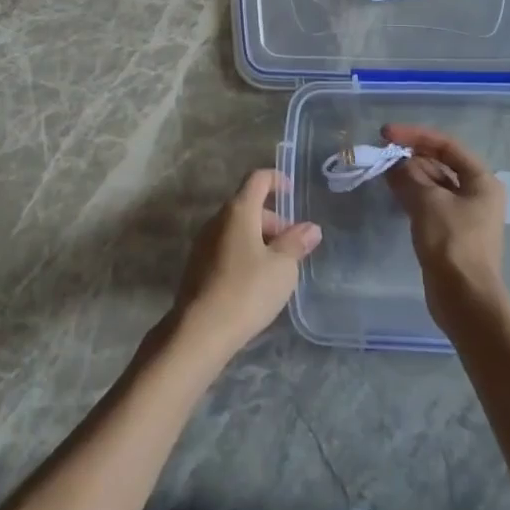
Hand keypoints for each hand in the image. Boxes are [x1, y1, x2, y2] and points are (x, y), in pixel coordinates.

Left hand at [171, 170, 321, 363]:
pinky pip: (226, 246)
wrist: (200, 330)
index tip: (291, 191)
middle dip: (273, 220)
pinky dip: (244, 253)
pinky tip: (255, 282)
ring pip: (237, 228)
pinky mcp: (198, 264)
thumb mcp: (282, 267)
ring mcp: (204, 242)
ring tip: (277, 269)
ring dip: (259, 239)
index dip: (275, 179)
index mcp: (238, 211)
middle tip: (292, 248)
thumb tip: (311, 228)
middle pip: (248, 205)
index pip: (257, 179)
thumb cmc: (247, 290)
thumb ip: (296, 243)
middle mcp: (217, 219)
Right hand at [382, 124, 508, 326]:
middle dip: (411, 155)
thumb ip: (408, 175)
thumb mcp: (427, 201)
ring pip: (433, 183)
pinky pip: (429, 201)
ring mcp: (464, 213)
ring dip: (409, 174)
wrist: (464, 298)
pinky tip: (392, 191)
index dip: (415, 135)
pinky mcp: (450, 231)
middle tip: (381, 153)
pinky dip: (411, 193)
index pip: (446, 145)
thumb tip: (394, 165)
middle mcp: (476, 193)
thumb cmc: (451, 242)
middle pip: (440, 162)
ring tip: (382, 170)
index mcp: (481, 180)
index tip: (386, 134)